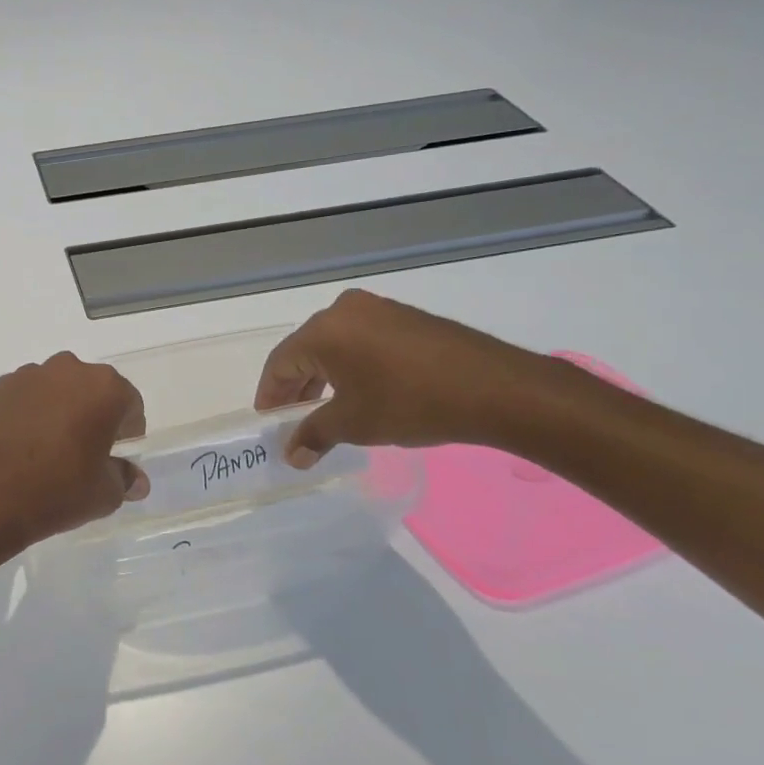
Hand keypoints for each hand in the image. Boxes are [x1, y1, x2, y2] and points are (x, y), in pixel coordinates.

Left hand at [0, 353, 148, 549]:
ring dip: (58, 409)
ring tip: (48, 448)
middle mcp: (67, 370)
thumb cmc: (59, 490)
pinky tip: (20, 445)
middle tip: (85, 450)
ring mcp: (27, 376)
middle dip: (92, 413)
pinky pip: (23, 397)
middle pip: (90, 389)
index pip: (129, 403)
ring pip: (54, 389)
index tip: (117, 453)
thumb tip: (136, 480)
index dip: (128, 430)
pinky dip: (27, 413)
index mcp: (103, 388)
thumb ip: (124, 478)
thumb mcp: (105, 493)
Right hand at [255, 289, 551, 463]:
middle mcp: (343, 310)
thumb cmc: (410, 403)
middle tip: (293, 421)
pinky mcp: (404, 317)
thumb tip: (292, 455)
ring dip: (323, 378)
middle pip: (304, 351)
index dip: (270, 396)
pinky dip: (349, 366)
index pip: (280, 363)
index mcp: (323, 331)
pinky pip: (360, 341)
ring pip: (333, 346)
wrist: (495, 388)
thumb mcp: (354, 424)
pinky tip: (359, 392)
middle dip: (296, 388)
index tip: (269, 423)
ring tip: (324, 411)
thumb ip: (314, 435)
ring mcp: (377, 309)